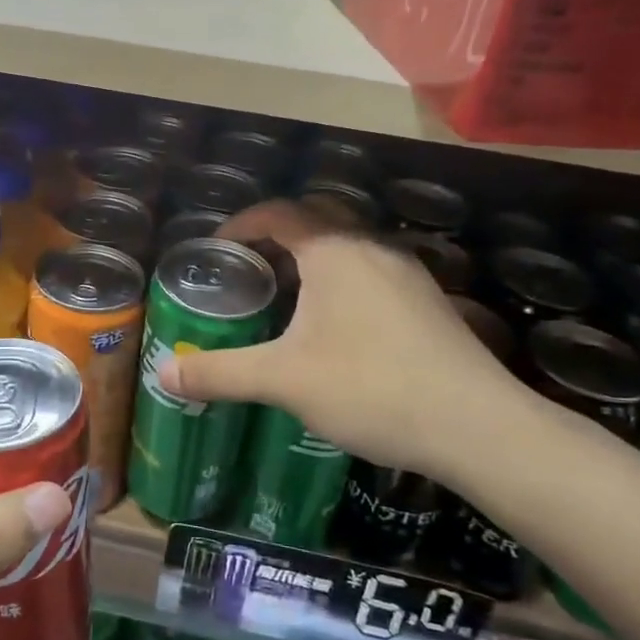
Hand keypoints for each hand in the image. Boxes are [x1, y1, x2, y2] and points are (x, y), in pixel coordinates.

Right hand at [159, 201, 532, 474]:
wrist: (476, 426)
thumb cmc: (370, 388)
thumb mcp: (283, 380)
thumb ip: (220, 372)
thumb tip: (163, 373)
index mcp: (334, 250)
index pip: (278, 213)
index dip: (242, 224)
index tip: (217, 248)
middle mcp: (372, 247)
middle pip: (316, 220)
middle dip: (277, 237)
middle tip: (248, 270)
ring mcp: (407, 272)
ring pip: (348, 247)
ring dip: (311, 260)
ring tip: (285, 297)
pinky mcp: (428, 301)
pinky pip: (372, 272)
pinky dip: (341, 281)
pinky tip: (335, 327)